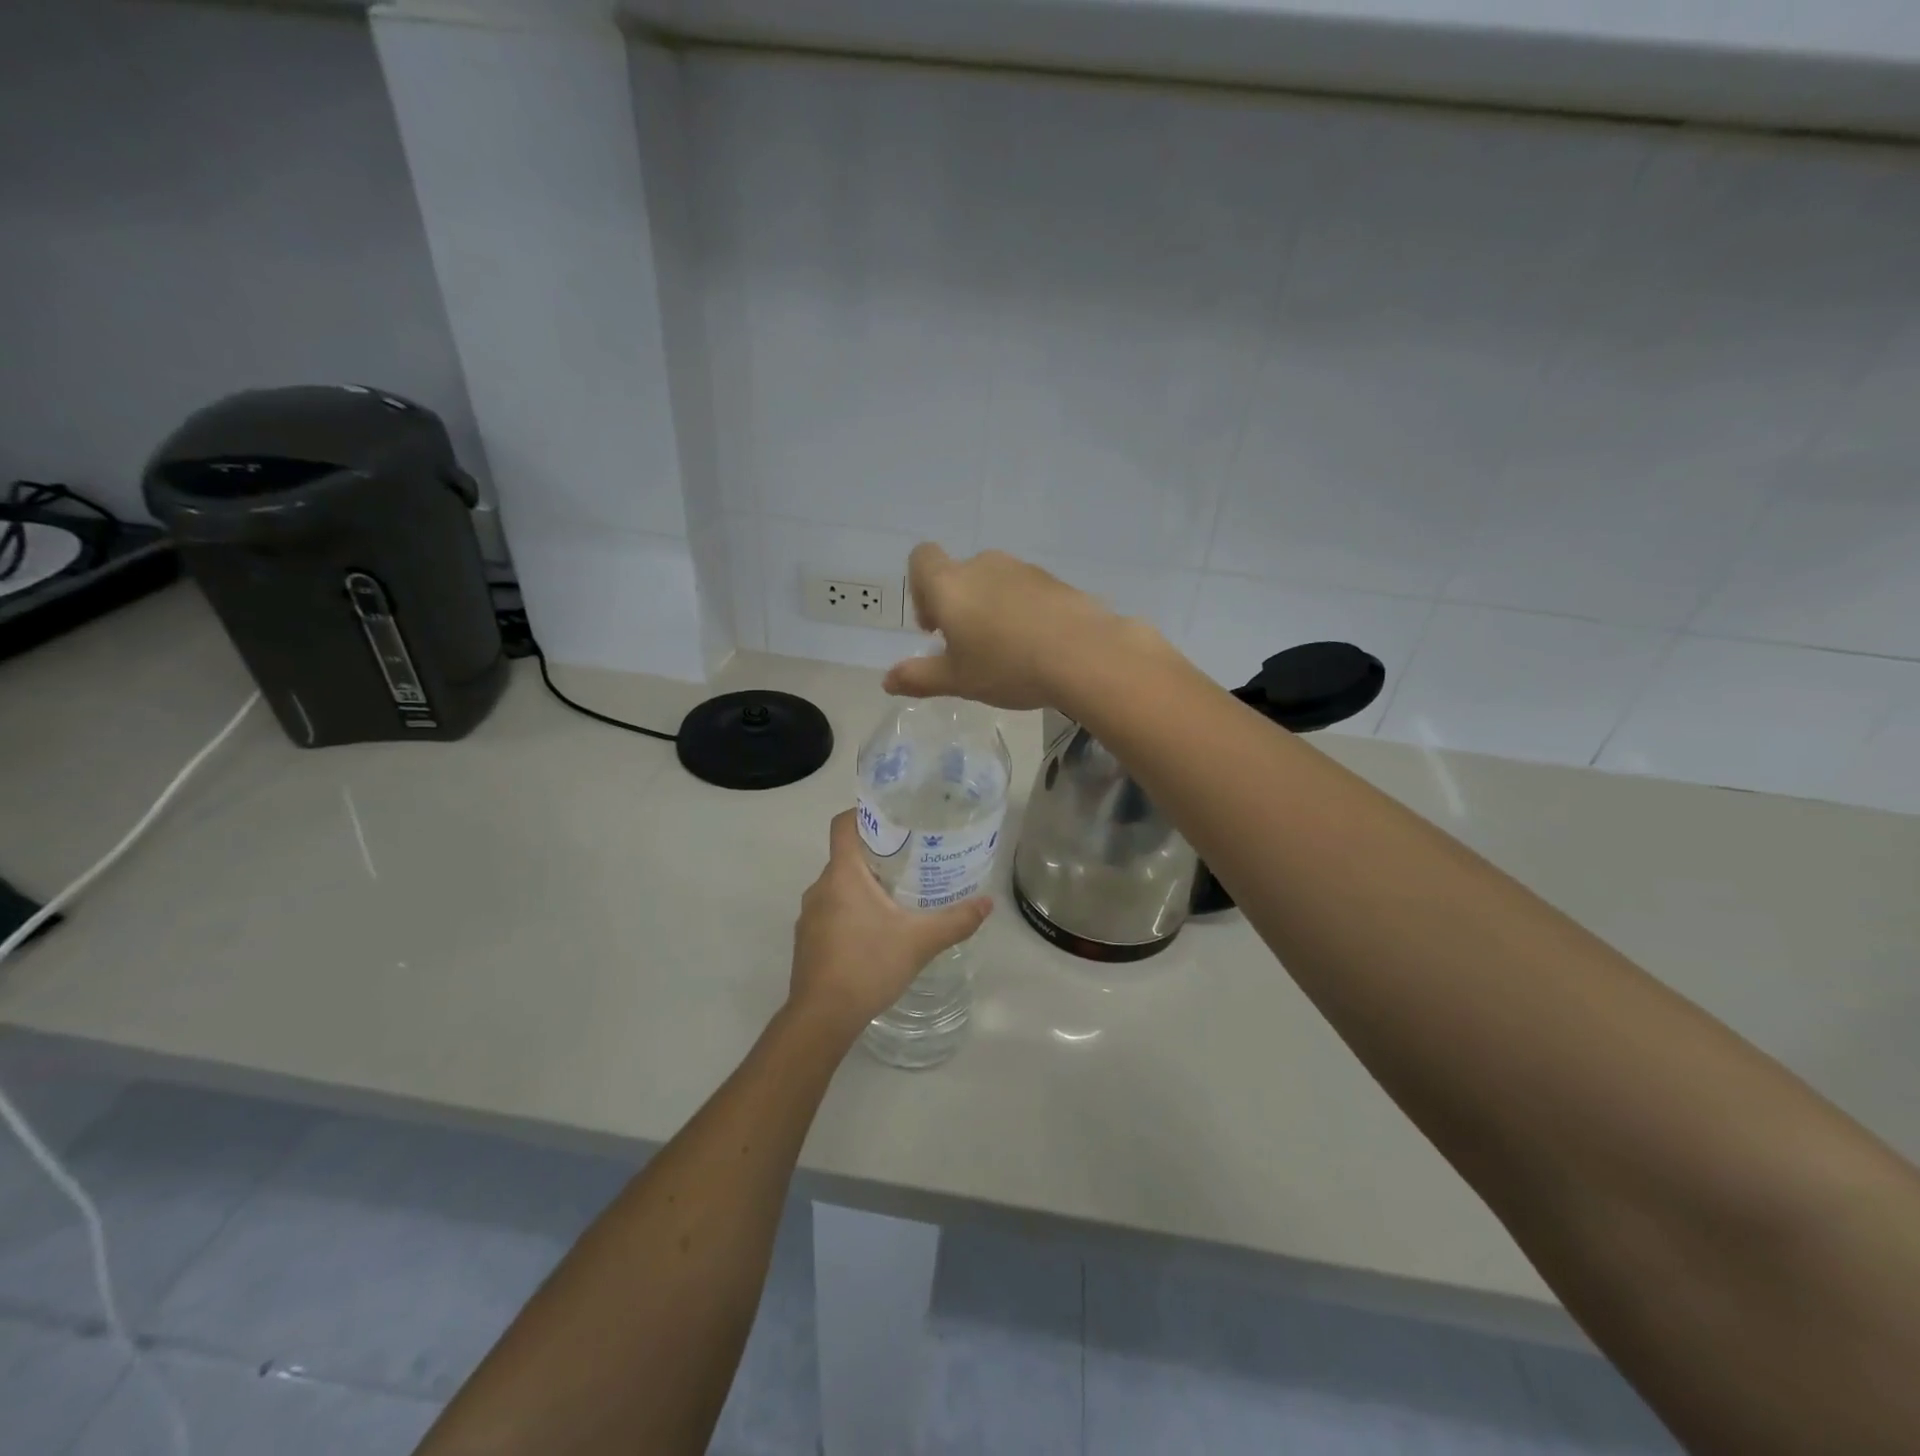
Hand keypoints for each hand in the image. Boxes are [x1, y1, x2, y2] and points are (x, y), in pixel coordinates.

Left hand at [788, 810, 992, 1036]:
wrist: (822, 1018)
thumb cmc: (868, 965)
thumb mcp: (920, 942)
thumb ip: (956, 921)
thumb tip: (988, 903)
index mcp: (842, 874)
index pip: (843, 824)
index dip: (865, 814)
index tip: (894, 819)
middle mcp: (820, 887)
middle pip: (846, 855)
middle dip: (877, 854)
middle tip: (912, 858)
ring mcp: (809, 915)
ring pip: (838, 885)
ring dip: (864, 885)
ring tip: (898, 894)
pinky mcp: (808, 940)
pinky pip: (831, 910)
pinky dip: (852, 910)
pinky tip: (876, 931)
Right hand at [883, 545, 1161, 710]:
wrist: (1083, 654)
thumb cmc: (1007, 666)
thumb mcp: (957, 680)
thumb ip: (919, 677)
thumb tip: (887, 681)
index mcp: (950, 584)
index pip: (921, 558)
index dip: (919, 588)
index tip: (934, 627)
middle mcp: (983, 565)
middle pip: (959, 575)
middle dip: (958, 606)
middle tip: (970, 648)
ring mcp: (1023, 570)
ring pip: (994, 583)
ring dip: (991, 609)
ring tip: (1007, 651)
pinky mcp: (1055, 581)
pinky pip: (1026, 592)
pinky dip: (1022, 612)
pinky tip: (1036, 646)